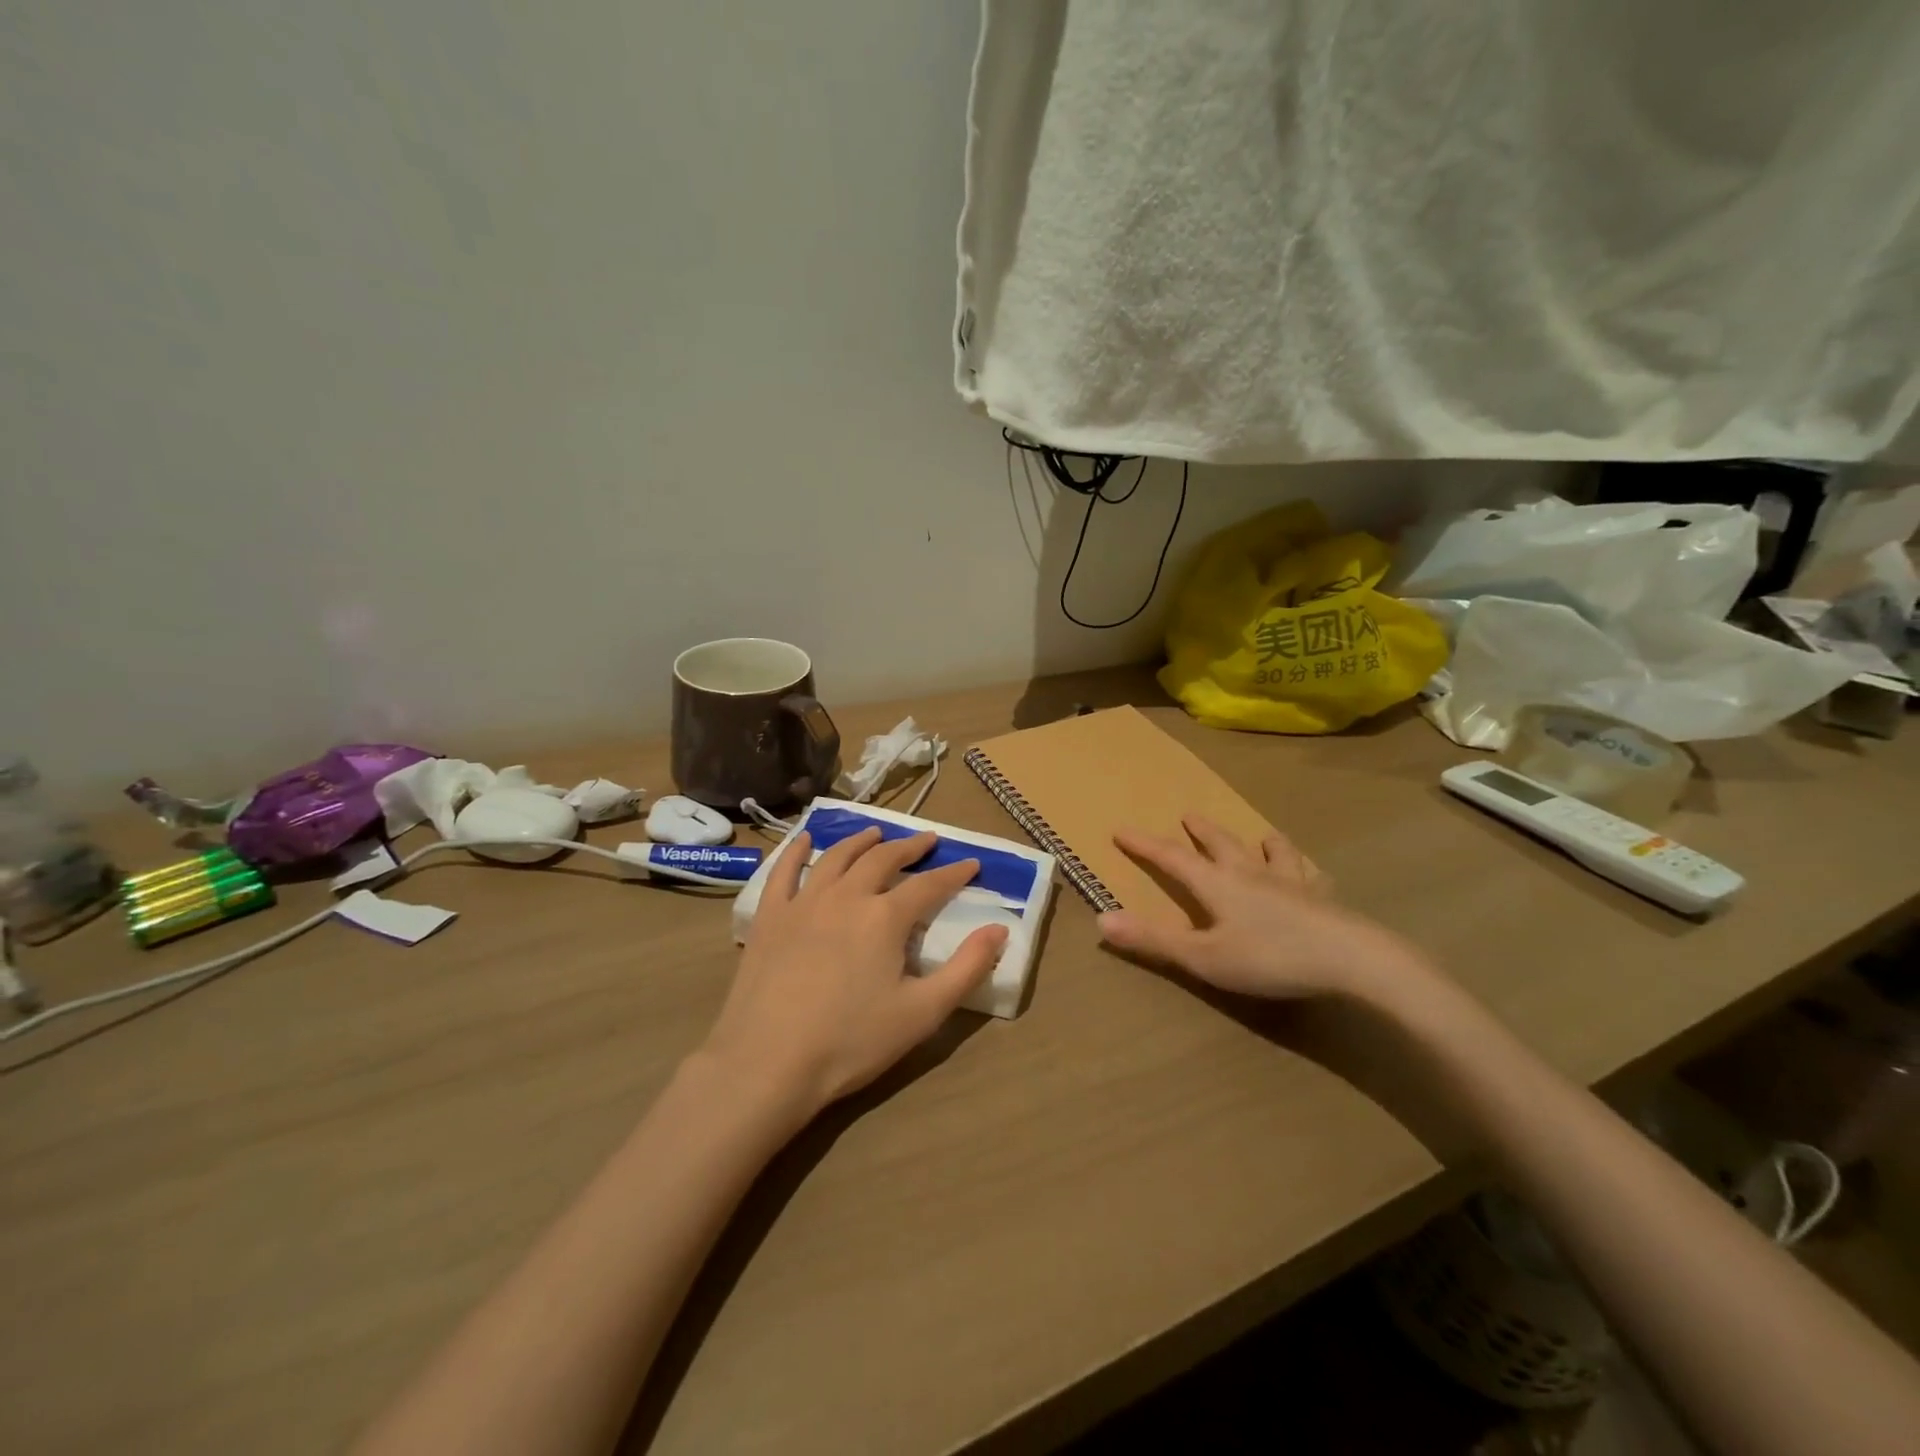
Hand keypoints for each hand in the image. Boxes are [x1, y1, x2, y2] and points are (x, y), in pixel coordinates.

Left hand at [700, 828, 1005, 1114]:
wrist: (768, 1063)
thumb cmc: (851, 1042)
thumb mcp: (923, 1012)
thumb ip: (967, 968)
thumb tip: (999, 929)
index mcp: (885, 917)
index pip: (929, 885)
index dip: (954, 873)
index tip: (971, 863)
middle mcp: (846, 896)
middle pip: (883, 860)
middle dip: (910, 847)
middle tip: (927, 840)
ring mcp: (803, 903)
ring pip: (836, 857)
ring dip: (861, 841)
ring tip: (876, 834)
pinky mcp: (769, 917)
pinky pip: (783, 872)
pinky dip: (796, 850)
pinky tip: (804, 840)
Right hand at [1097, 816, 1428, 1001]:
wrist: (1351, 960)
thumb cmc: (1269, 958)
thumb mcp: (1203, 957)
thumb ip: (1153, 940)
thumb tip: (1102, 920)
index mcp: (1217, 884)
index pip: (1171, 858)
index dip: (1144, 844)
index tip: (1120, 829)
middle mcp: (1251, 873)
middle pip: (1220, 845)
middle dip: (1200, 832)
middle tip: (1188, 815)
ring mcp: (1290, 882)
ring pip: (1270, 852)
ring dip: (1258, 842)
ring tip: (1260, 835)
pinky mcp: (1322, 898)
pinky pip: (1310, 875)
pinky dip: (1303, 868)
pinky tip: (1311, 871)